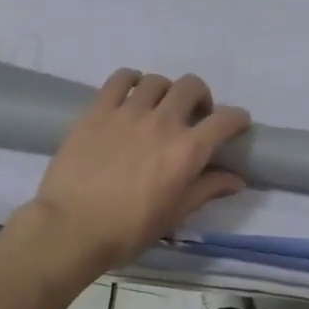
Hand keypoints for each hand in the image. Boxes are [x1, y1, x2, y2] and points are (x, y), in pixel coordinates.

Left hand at [17, 70, 250, 273]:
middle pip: (192, 86)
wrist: (71, 228)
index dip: (237, 119)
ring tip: (158, 107)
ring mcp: (128, 112)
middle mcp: (163, 122)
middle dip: (201, 97)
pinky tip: (130, 94)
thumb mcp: (175, 214)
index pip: (225, 120)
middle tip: (194, 116)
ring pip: (157, 80)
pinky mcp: (98, 110)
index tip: (237, 125)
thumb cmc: (128, 229)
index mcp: (187, 150)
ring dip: (165, 91)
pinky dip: (131, 80)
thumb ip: (207, 190)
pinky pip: (120, 79)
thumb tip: (235, 179)